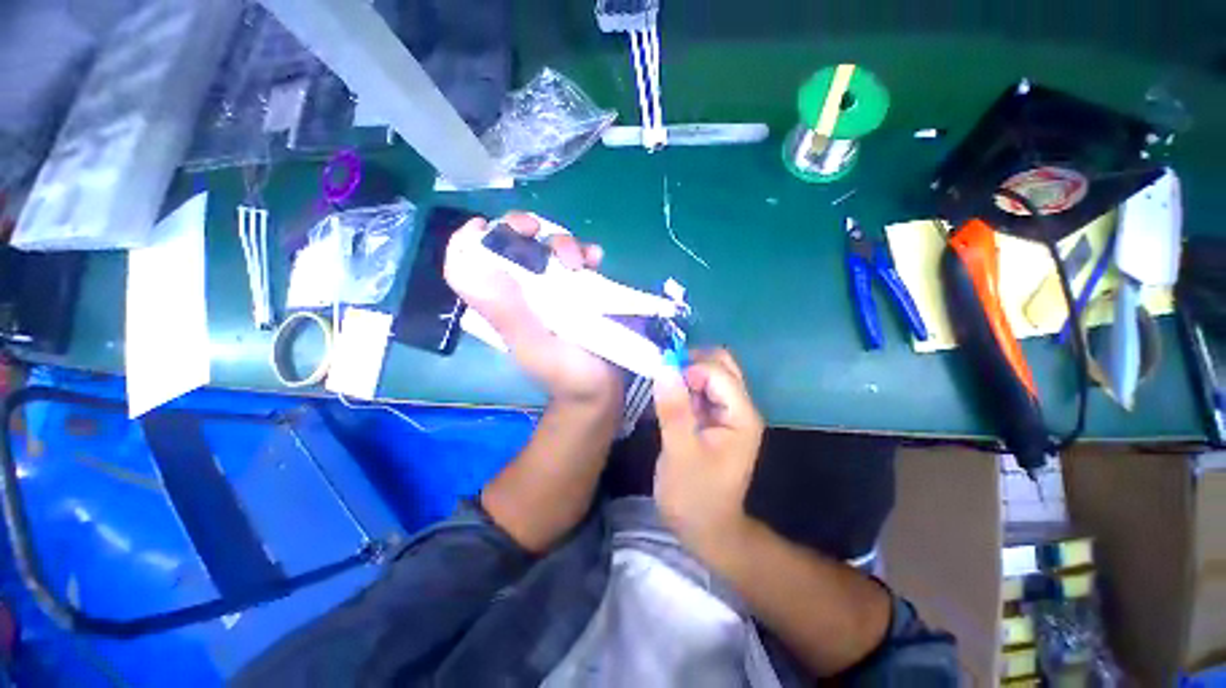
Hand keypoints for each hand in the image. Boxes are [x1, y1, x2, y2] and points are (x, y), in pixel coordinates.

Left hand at [444, 212, 621, 405]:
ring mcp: (551, 291)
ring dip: (562, 244)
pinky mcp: (578, 291)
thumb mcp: (536, 348)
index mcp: (501, 308)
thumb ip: (509, 315)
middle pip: (507, 249)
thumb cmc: (567, 375)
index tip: (483, 226)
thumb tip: (479, 266)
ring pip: (545, 250)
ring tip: (581, 260)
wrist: (599, 389)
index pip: (465, 271)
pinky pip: (578, 262)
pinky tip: (597, 259)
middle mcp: (521, 295)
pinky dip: (587, 253)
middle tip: (538, 231)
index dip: (466, 244)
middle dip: (520, 231)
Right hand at [653, 349, 764, 559]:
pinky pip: (698, 390)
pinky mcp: (711, 419)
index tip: (660, 378)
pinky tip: (667, 401)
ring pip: (708, 375)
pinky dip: (682, 387)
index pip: (718, 372)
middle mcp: (738, 408)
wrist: (705, 529)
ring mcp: (725, 413)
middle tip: (662, 378)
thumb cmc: (694, 496)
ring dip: (684, 375)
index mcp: (740, 415)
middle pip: (720, 366)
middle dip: (689, 364)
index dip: (688, 368)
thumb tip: (663, 367)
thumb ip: (674, 409)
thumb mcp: (680, 453)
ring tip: (662, 392)